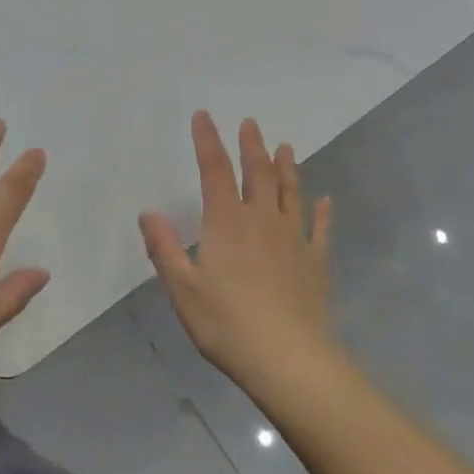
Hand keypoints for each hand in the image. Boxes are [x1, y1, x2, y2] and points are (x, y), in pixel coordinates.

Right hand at [140, 112, 341, 391]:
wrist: (287, 358)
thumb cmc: (226, 323)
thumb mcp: (182, 289)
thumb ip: (164, 248)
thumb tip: (148, 212)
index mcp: (226, 222)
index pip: (215, 170)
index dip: (208, 141)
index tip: (203, 115)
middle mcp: (262, 221)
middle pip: (258, 173)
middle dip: (252, 146)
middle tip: (251, 123)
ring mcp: (294, 240)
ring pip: (290, 193)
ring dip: (287, 168)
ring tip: (285, 147)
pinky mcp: (316, 262)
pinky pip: (320, 229)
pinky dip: (322, 213)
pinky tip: (325, 201)